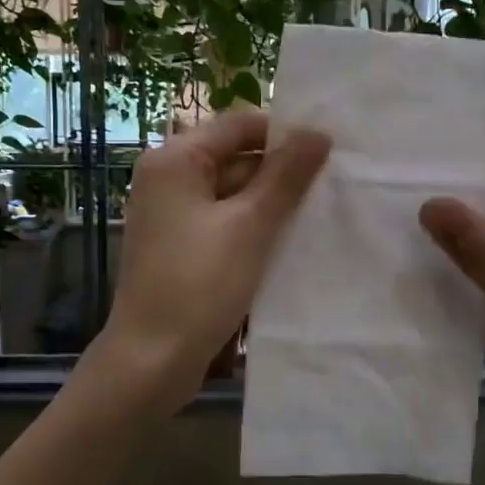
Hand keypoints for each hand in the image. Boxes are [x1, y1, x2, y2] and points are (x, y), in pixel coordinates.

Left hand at [99, 110, 330, 405]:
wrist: (151, 359)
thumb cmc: (198, 284)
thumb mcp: (250, 225)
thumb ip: (285, 176)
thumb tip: (318, 133)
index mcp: (175, 160)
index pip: (239, 125)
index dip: (284, 134)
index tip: (328, 152)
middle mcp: (167, 178)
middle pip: (235, 158)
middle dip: (281, 173)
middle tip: (332, 188)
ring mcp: (172, 215)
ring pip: (233, 194)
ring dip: (270, 205)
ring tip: (318, 216)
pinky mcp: (180, 246)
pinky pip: (223, 223)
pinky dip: (252, 229)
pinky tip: (288, 244)